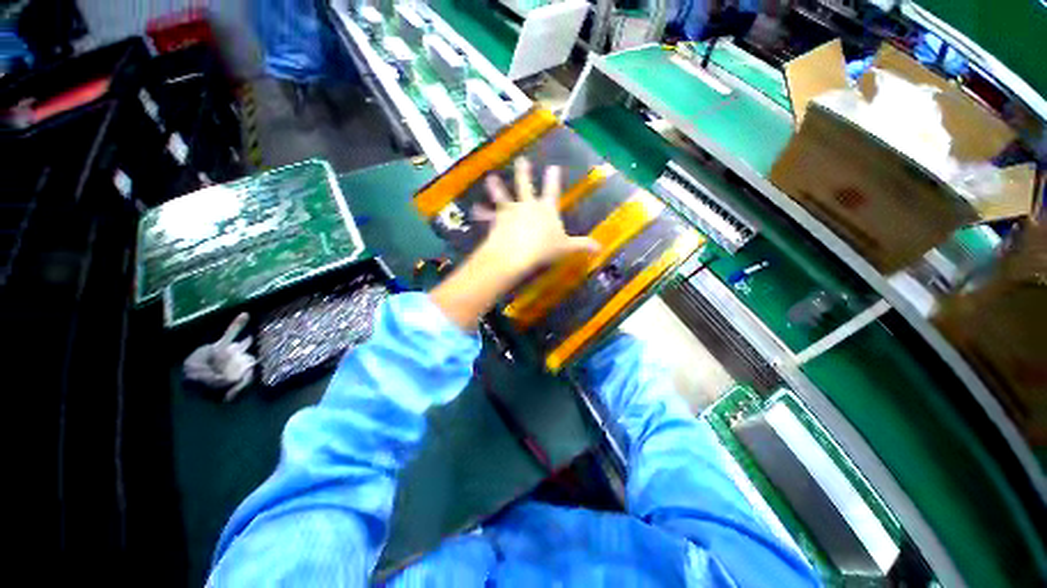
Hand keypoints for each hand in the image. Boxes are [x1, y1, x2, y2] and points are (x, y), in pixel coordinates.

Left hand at [472, 158, 598, 277]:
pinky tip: (474, 210)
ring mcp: (510, 211)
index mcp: (546, 209)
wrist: (516, 253)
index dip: (552, 179)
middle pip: (525, 185)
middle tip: (521, 160)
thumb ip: (582, 245)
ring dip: (496, 187)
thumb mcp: (566, 248)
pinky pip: (488, 216)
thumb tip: (600, 247)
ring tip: (490, 178)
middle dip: (524, 172)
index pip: (551, 190)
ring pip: (503, 195)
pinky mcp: (497, 220)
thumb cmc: (544, 249)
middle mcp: (527, 205)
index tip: (552, 167)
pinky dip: (481, 213)